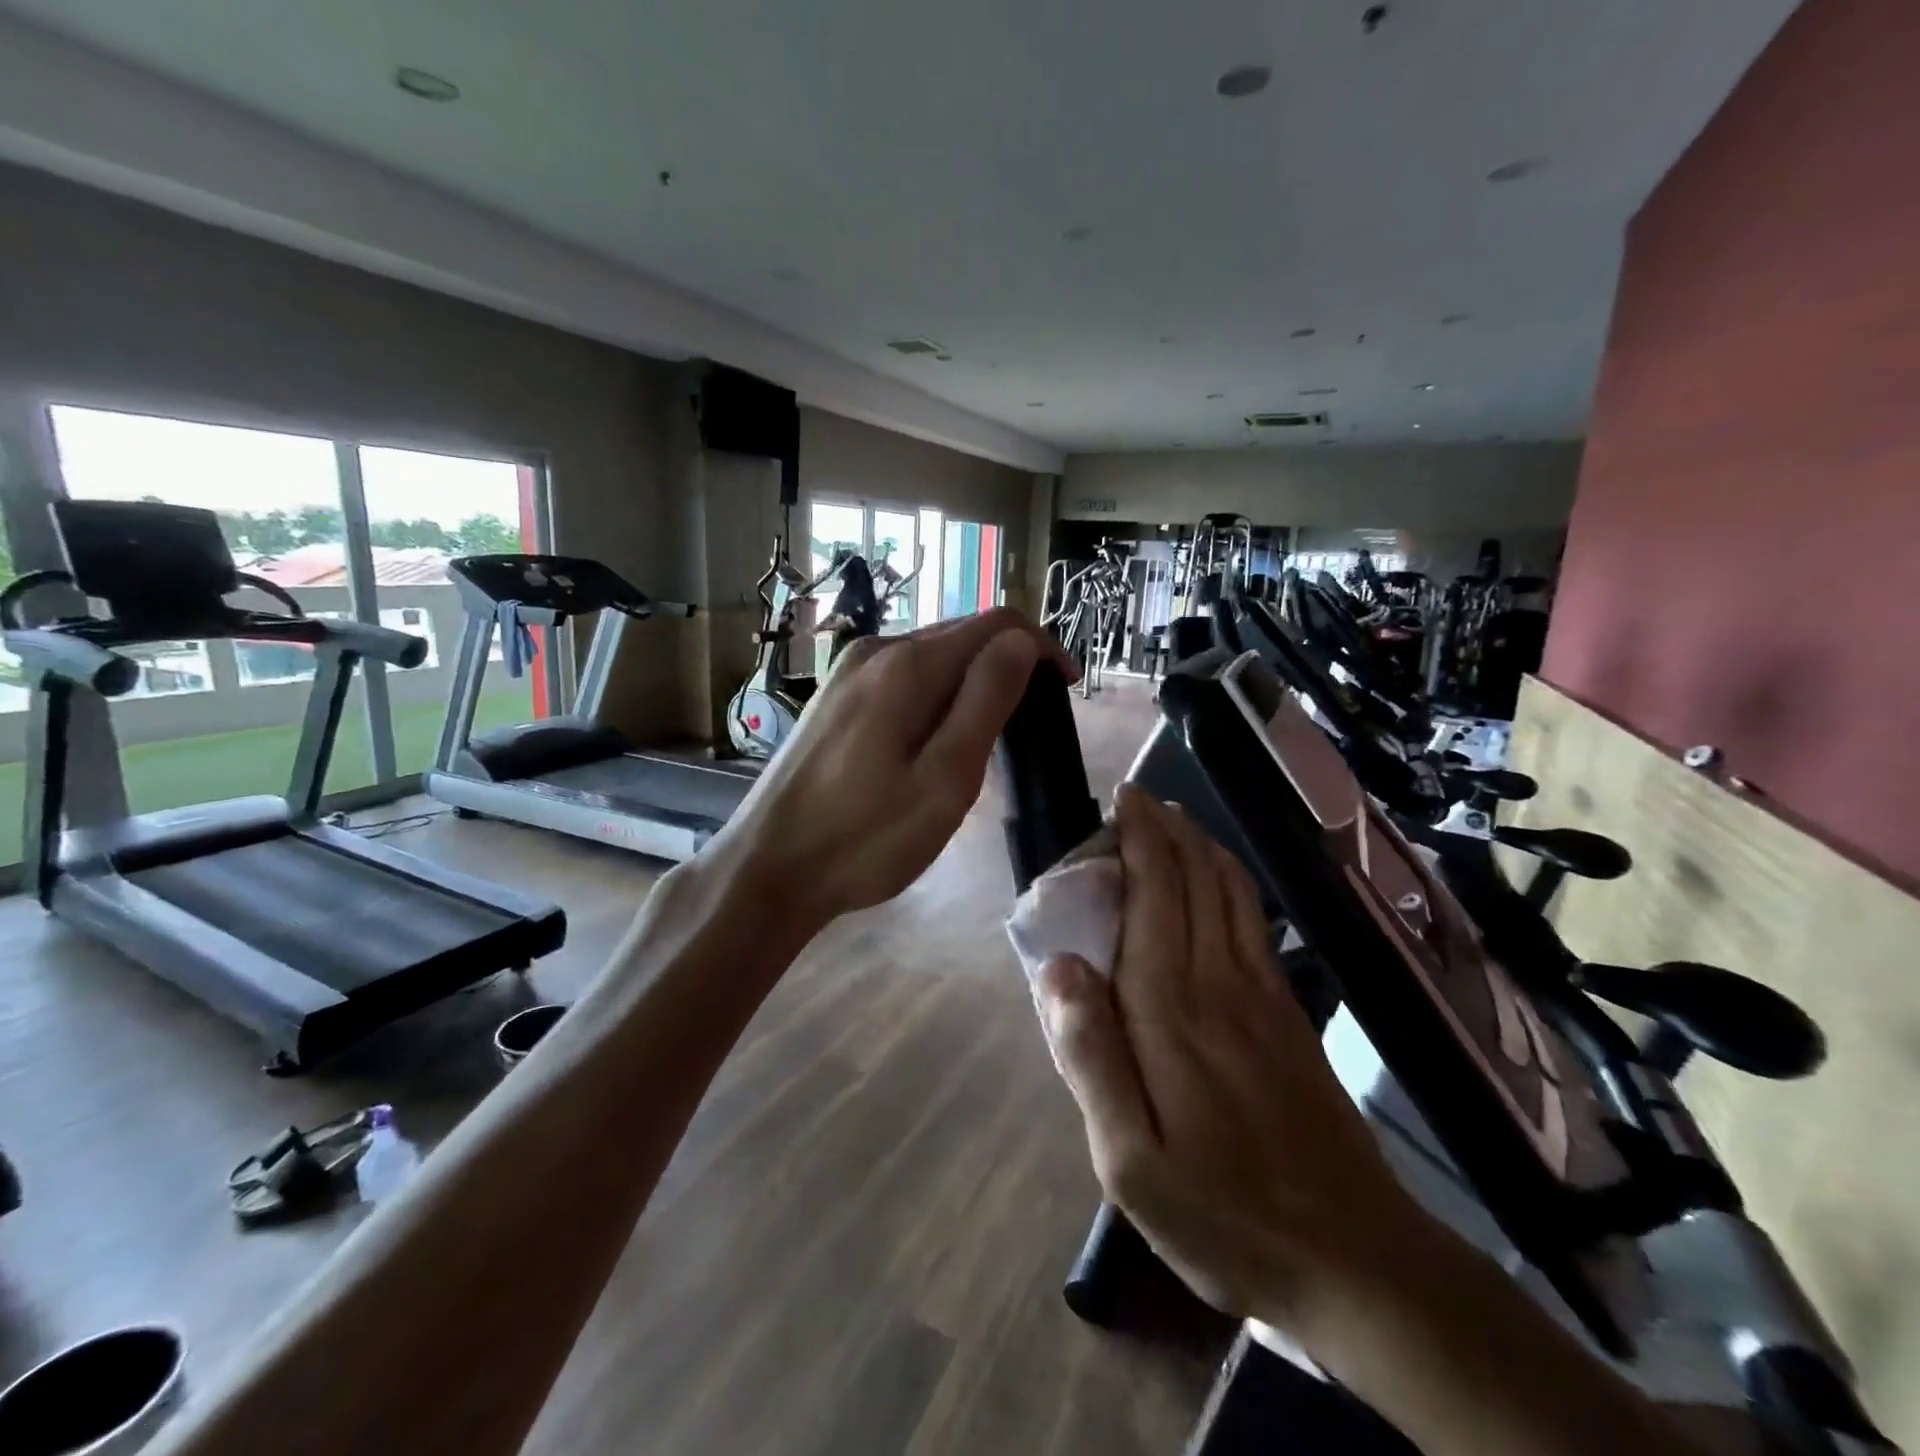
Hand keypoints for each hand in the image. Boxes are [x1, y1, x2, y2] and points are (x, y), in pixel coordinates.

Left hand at [715, 608, 1075, 928]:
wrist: (767, 869)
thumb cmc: (865, 837)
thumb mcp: (946, 778)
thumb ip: (987, 700)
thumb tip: (1020, 641)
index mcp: (907, 665)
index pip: (997, 623)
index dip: (1041, 648)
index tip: (1065, 691)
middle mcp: (875, 651)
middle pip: (962, 635)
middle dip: (1007, 667)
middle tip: (1028, 730)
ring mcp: (848, 673)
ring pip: (931, 659)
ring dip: (971, 685)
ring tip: (985, 743)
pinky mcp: (834, 698)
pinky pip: (902, 680)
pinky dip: (935, 699)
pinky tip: (933, 745)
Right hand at [1036, 785, 1436, 1329]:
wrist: (1356, 1260)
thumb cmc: (1225, 1216)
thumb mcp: (1129, 1163)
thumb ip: (1090, 1058)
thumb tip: (1057, 966)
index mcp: (1170, 1010)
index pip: (1152, 895)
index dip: (1138, 838)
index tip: (1121, 799)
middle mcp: (1218, 981)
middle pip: (1194, 878)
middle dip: (1166, 828)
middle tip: (1137, 798)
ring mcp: (1263, 993)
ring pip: (1230, 891)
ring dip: (1200, 845)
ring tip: (1173, 819)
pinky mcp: (1290, 1012)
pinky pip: (1255, 920)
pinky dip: (1231, 880)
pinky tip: (1221, 879)